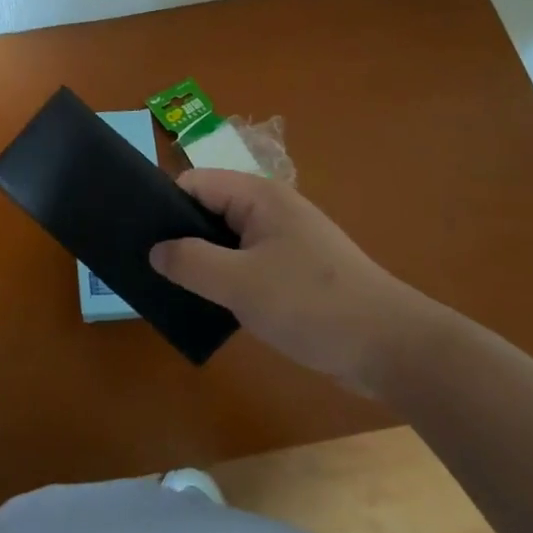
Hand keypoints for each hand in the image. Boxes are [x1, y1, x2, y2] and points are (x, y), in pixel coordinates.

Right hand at [150, 169, 445, 394]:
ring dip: (202, 262)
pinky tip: (209, 305)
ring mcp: (284, 242)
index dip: (164, 206)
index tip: (139, 238)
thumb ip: (190, 262)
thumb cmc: (313, 304)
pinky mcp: (294, 272)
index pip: (194, 183)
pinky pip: (245, 264)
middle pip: (208, 210)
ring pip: (225, 241)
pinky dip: (225, 279)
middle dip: (180, 237)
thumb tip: (155, 250)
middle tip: (150, 268)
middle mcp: (270, 210)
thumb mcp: (241, 283)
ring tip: (172, 288)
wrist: (392, 348)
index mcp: (258, 197)